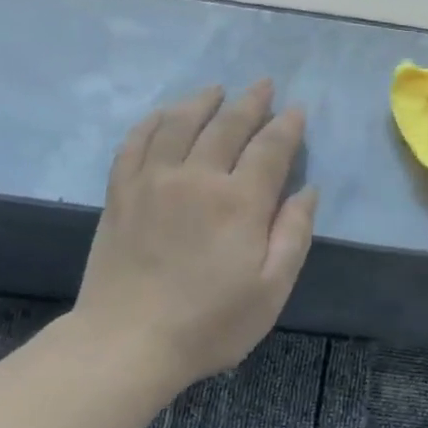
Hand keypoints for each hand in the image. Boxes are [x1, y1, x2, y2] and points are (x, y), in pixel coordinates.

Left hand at [73, 81, 317, 392]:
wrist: (128, 341)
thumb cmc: (210, 324)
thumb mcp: (271, 291)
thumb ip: (293, 236)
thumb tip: (307, 191)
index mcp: (239, 202)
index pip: (270, 149)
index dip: (287, 127)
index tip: (297, 110)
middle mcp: (196, 177)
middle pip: (227, 126)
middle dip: (251, 102)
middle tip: (264, 85)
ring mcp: (152, 180)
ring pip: (180, 122)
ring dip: (203, 101)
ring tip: (217, 90)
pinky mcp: (121, 192)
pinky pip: (137, 140)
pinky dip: (155, 120)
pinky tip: (165, 114)